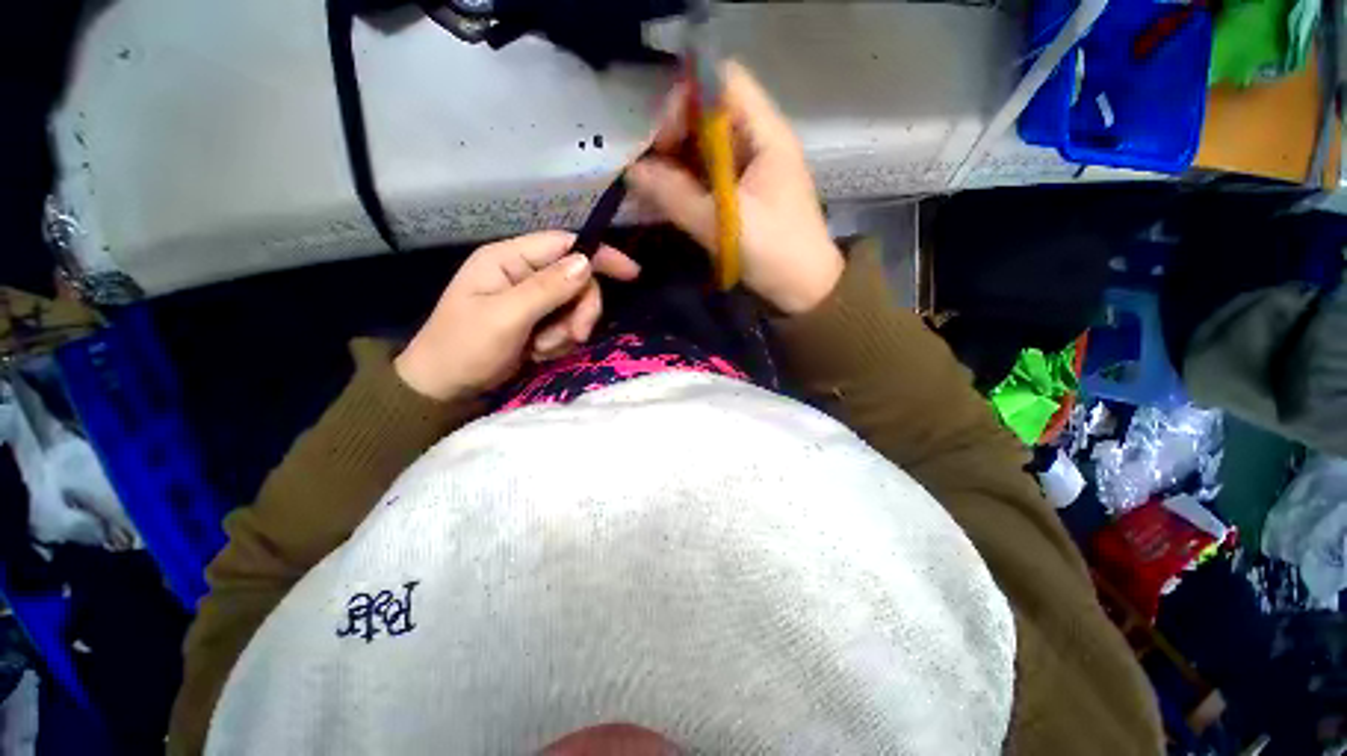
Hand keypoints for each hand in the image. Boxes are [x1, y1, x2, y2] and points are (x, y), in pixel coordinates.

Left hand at [395, 231, 639, 400]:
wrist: (444, 387)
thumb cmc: (464, 347)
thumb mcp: (505, 317)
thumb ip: (547, 289)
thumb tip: (586, 262)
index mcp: (508, 259)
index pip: (564, 245)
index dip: (600, 255)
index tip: (631, 274)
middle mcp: (523, 273)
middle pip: (576, 280)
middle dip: (580, 310)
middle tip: (574, 336)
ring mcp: (531, 299)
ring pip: (575, 306)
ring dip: (567, 331)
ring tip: (542, 349)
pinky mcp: (537, 321)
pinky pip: (566, 325)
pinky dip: (560, 342)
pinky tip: (539, 353)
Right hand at [626, 61, 843, 314]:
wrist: (805, 289)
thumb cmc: (775, 253)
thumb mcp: (723, 225)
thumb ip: (676, 196)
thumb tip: (633, 171)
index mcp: (766, 135)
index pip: (724, 82)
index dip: (688, 99)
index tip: (662, 140)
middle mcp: (759, 141)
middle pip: (710, 113)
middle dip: (675, 135)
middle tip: (650, 170)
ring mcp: (751, 168)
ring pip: (706, 146)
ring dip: (676, 162)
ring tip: (651, 188)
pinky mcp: (743, 192)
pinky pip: (709, 174)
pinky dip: (686, 182)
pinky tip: (667, 199)